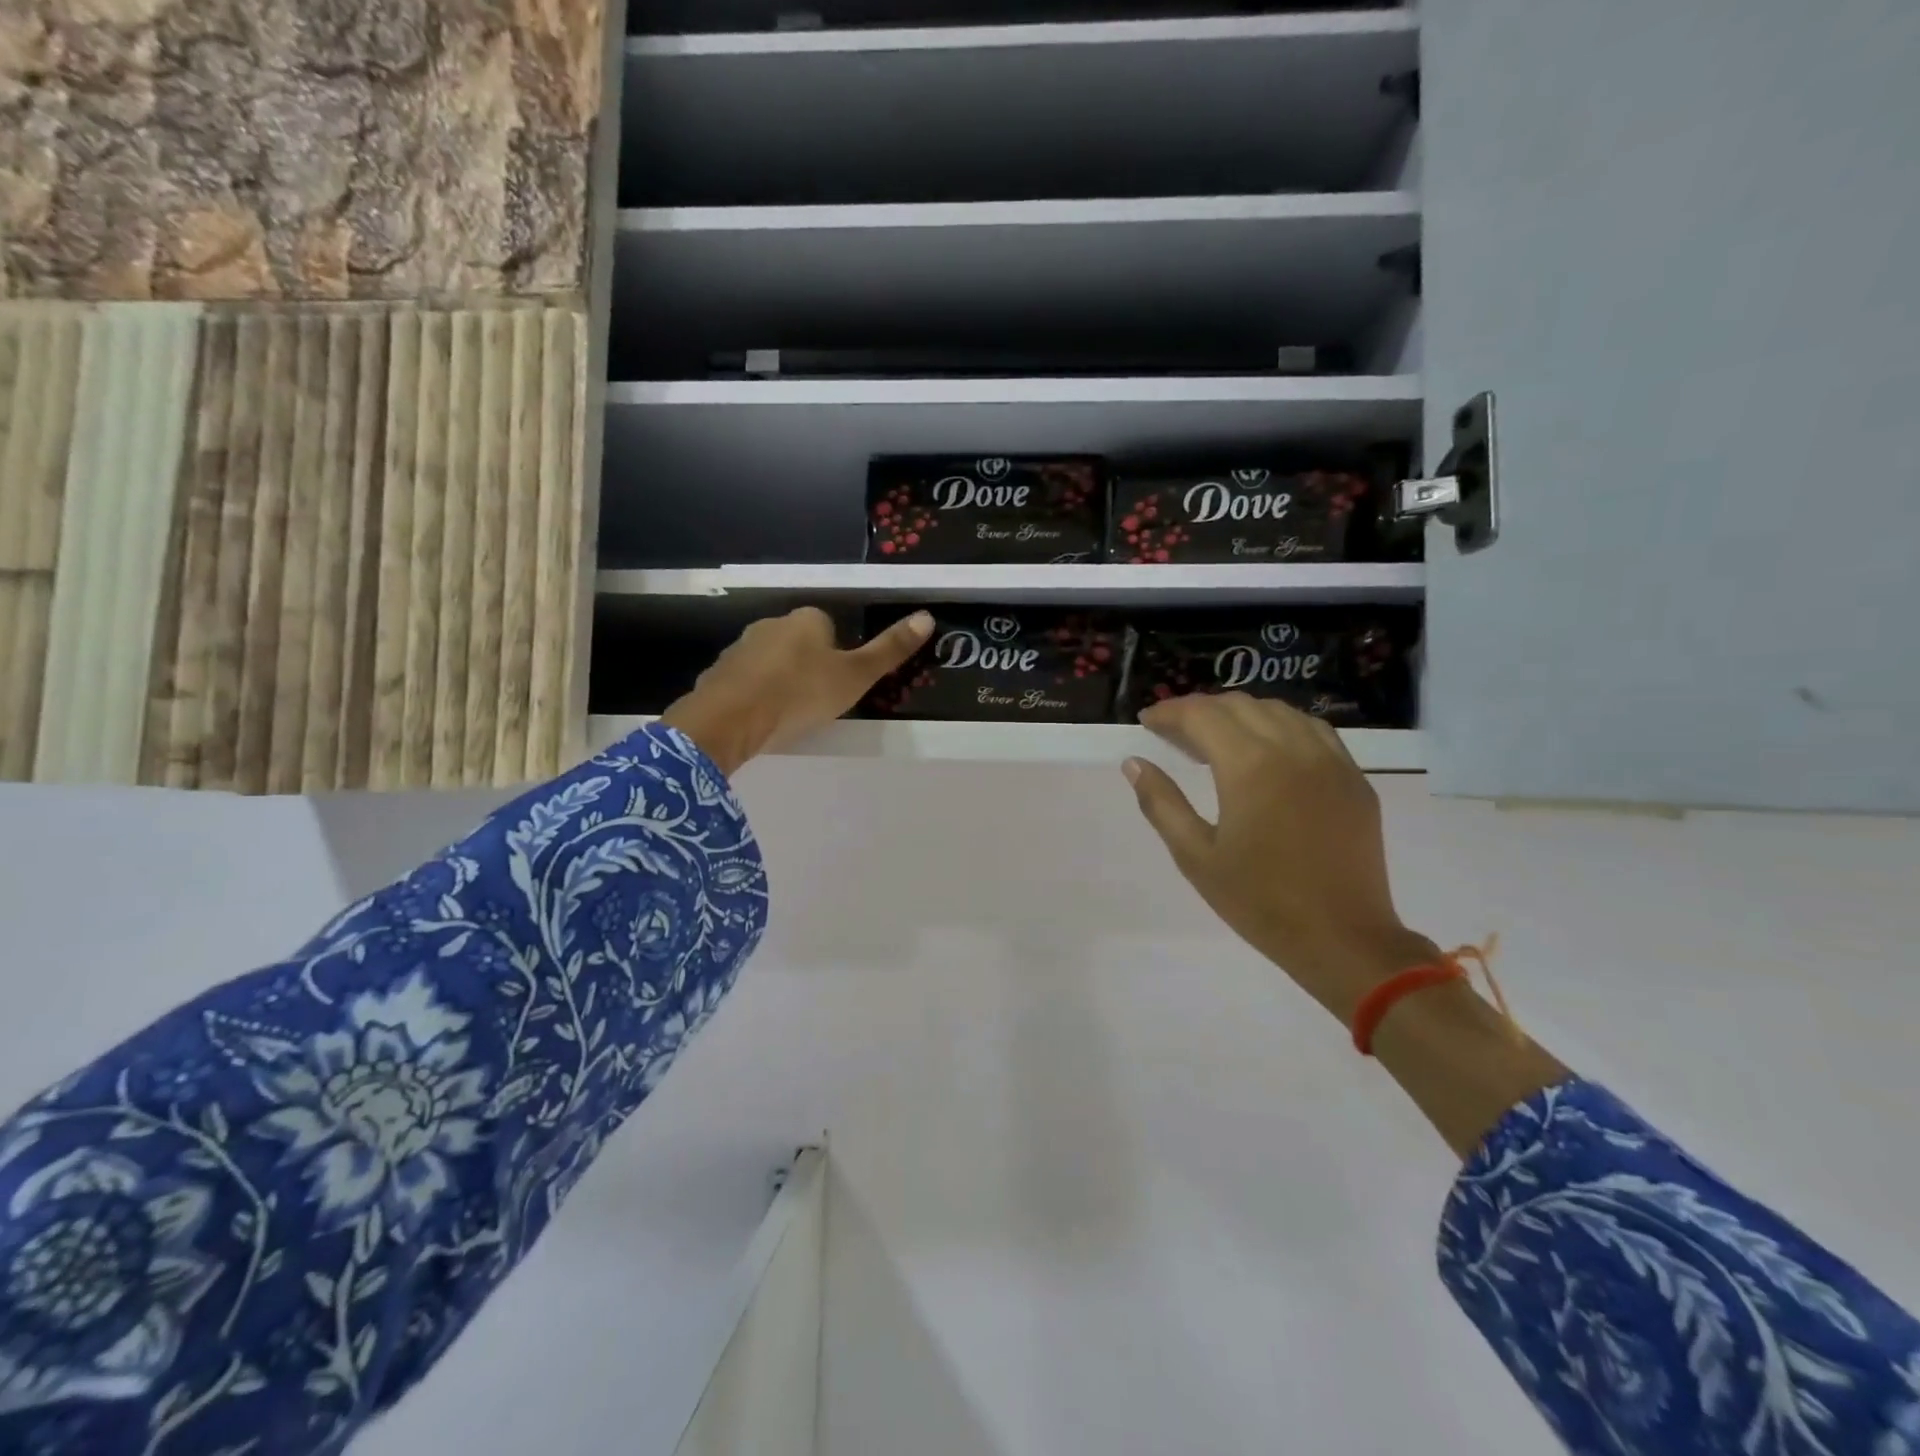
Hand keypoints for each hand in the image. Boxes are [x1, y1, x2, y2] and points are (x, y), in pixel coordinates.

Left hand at [660, 607, 932, 774]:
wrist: (731, 719)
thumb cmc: (802, 694)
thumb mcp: (855, 676)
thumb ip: (888, 650)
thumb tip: (927, 617)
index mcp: (807, 619)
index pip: (829, 625)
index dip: (838, 653)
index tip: (839, 682)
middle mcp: (771, 624)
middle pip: (798, 641)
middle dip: (807, 665)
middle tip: (817, 700)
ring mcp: (739, 648)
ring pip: (769, 660)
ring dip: (779, 679)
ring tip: (787, 713)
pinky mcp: (717, 674)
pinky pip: (744, 681)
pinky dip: (753, 695)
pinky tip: (759, 718)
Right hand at [1123, 693, 1439, 1025]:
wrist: (1343, 940)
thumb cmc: (1260, 902)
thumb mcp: (1195, 856)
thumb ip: (1161, 803)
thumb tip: (1133, 763)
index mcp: (1250, 766)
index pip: (1201, 715)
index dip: (1168, 712)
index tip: (1146, 722)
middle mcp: (1292, 748)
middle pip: (1238, 705)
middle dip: (1200, 710)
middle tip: (1174, 734)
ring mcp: (1331, 760)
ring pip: (1278, 710)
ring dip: (1240, 713)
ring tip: (1216, 738)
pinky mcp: (1354, 778)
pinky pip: (1313, 730)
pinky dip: (1280, 725)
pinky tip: (1267, 748)